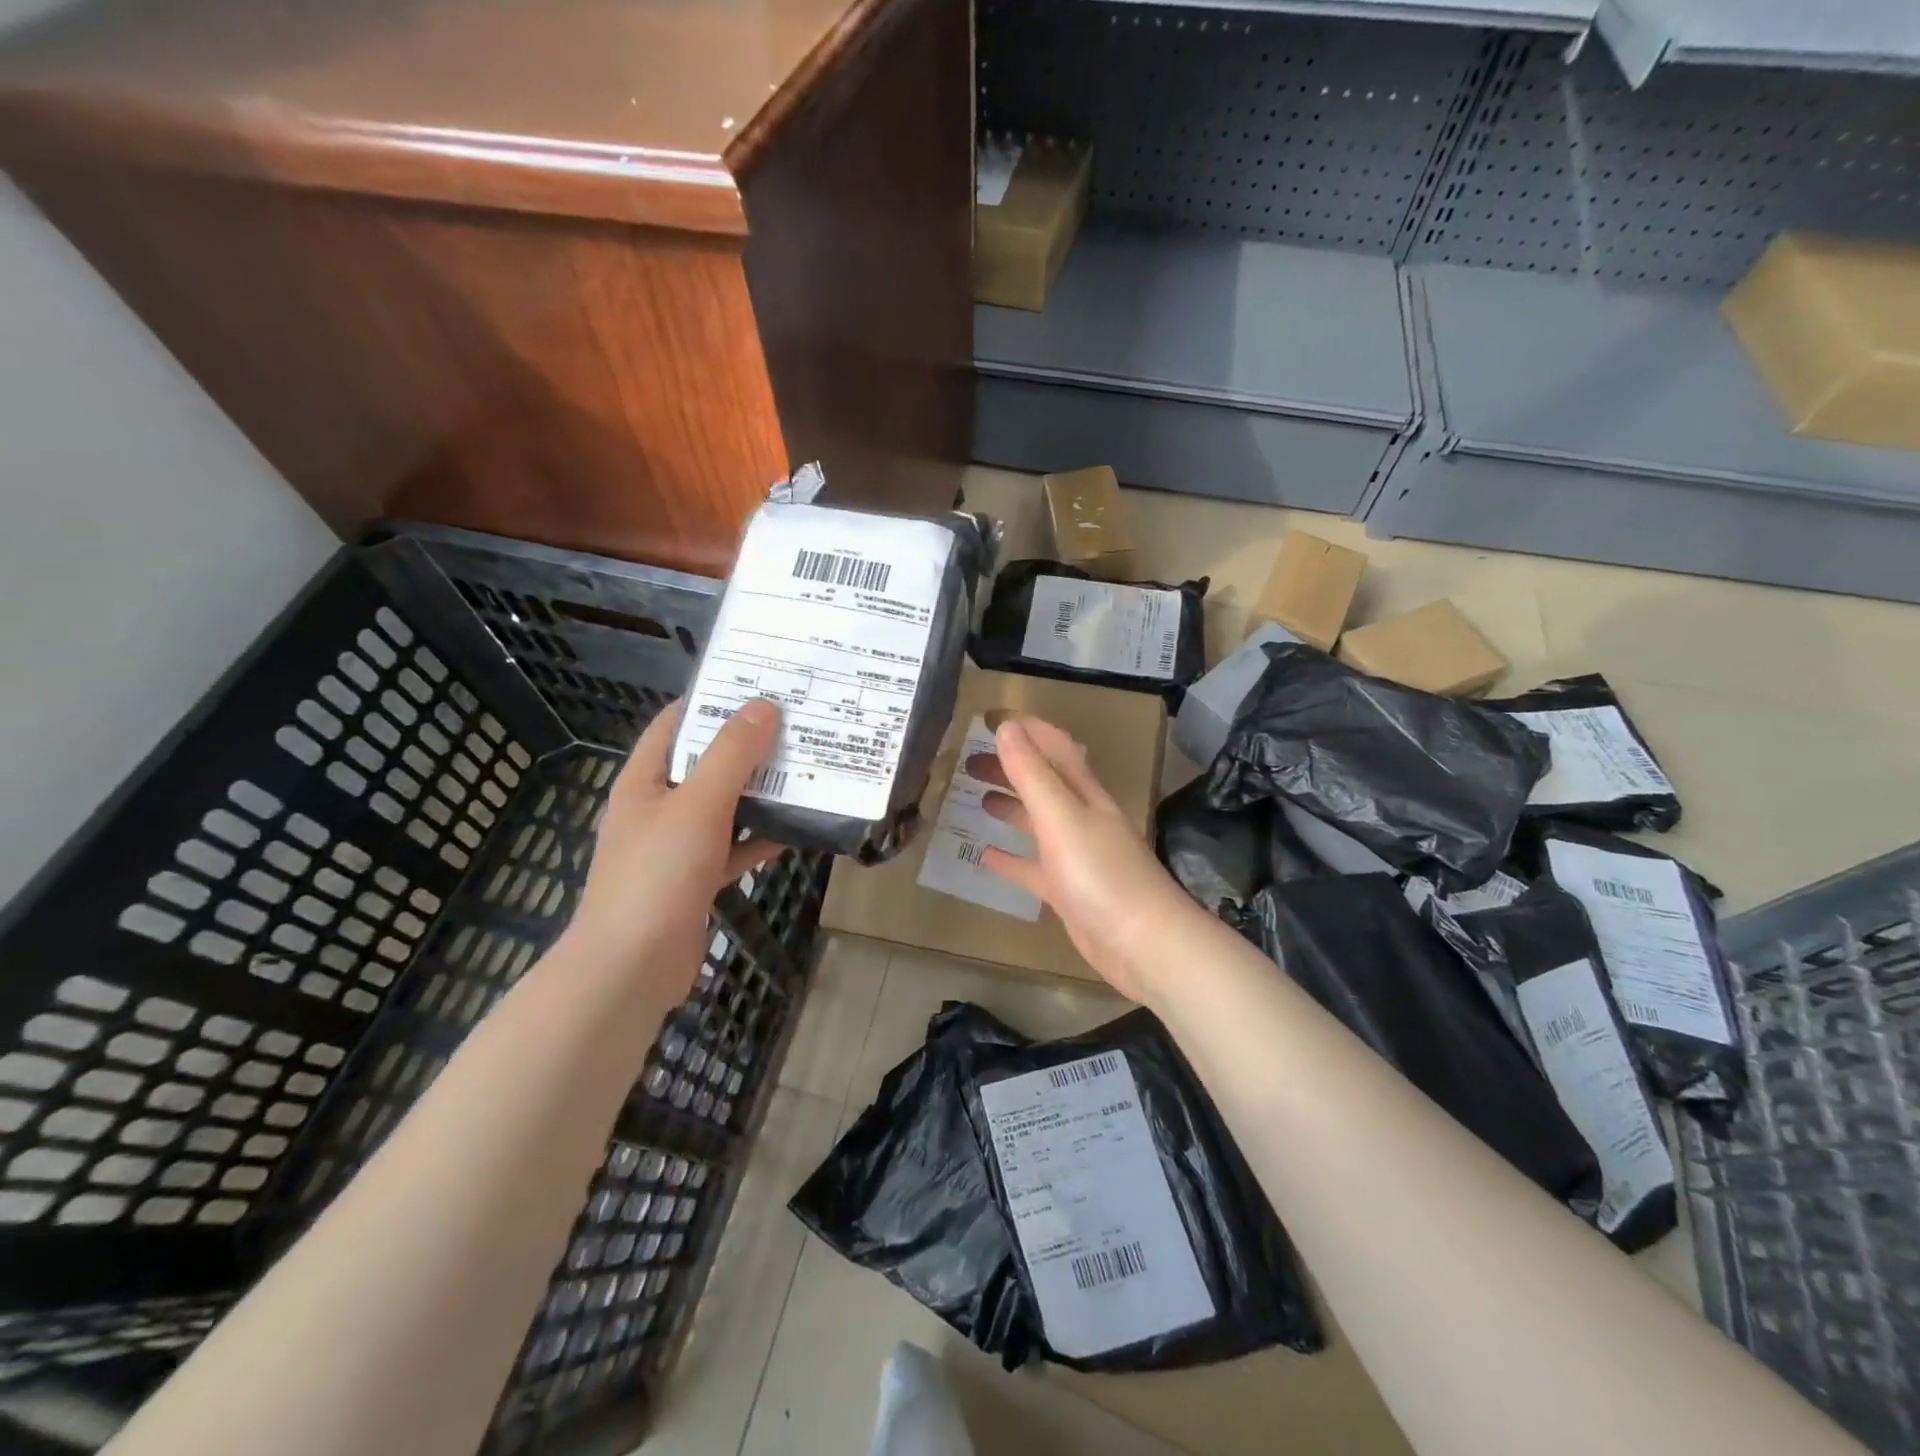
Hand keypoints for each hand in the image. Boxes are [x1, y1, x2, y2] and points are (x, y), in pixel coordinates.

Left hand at [563, 698, 785, 998]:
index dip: (714, 700)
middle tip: (798, 726)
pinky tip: (795, 832)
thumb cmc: (658, 874)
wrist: (631, 966)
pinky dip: (759, 839)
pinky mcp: (694, 879)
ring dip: (759, 793)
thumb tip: (764, 706)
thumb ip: (731, 755)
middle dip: (749, 747)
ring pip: (724, 807)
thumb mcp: (698, 805)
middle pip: (706, 764)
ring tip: (806, 772)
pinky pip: (732, 848)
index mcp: (645, 779)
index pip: (677, 722)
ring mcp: (675, 846)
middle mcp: (657, 807)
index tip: (761, 687)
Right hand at [965, 715, 1201, 1003]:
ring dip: (1011, 806)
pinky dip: (1012, 859)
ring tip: (977, 799)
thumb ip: (1032, 774)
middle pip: (1043, 782)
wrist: (1142, 944)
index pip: (1055, 747)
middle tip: (968, 763)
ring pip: (1038, 822)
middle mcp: (1082, 818)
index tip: (989, 720)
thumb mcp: (1061, 816)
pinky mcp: (1069, 891)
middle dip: (1010, 767)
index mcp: (1084, 793)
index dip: (1027, 730)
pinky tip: (986, 857)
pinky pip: (1034, 868)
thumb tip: (1008, 728)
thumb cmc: (1100, 873)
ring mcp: (1076, 856)